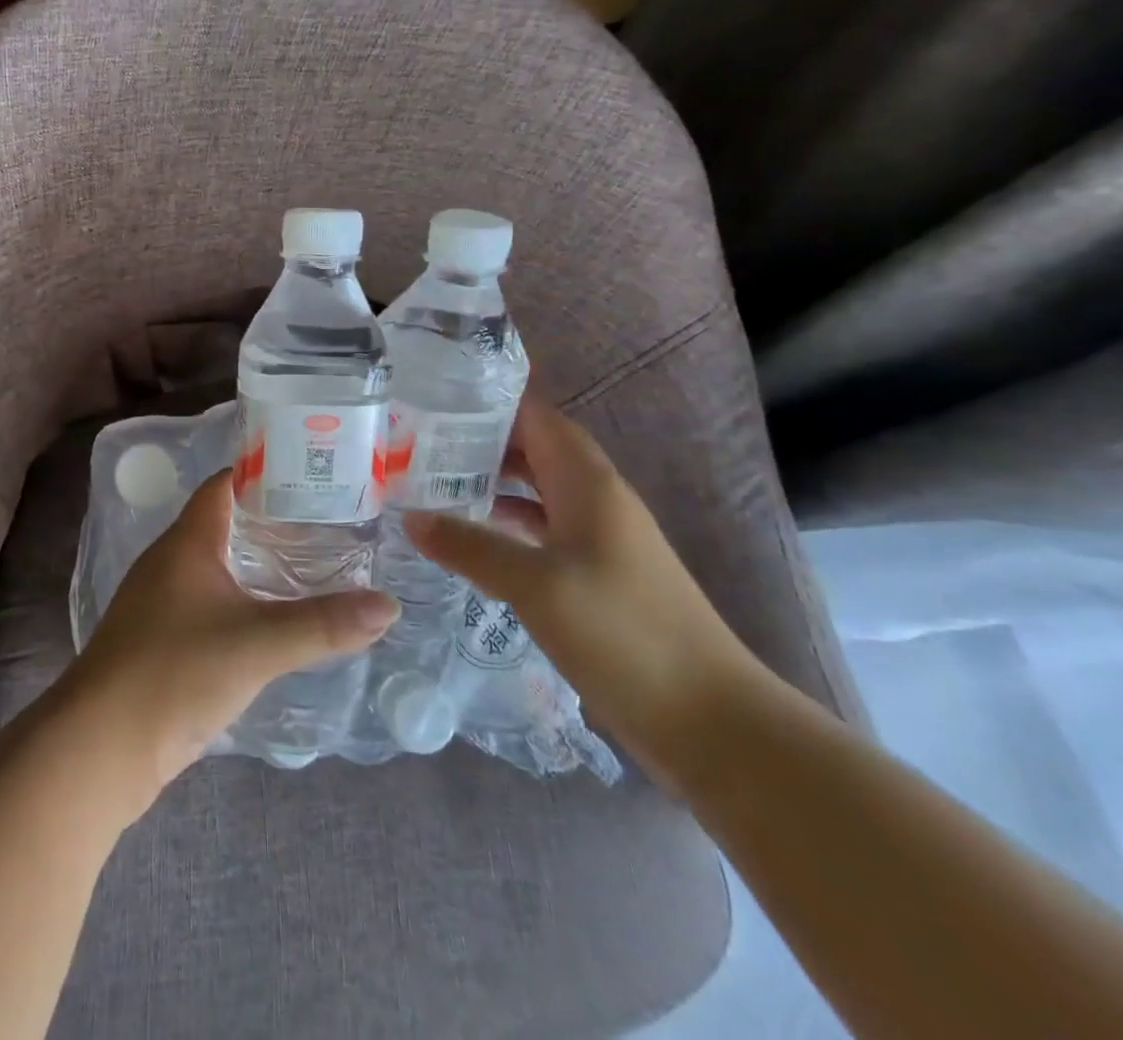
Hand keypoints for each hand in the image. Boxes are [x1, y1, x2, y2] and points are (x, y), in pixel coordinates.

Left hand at [66, 471, 398, 802]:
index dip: (266, 473)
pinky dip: (243, 601)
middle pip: (225, 522)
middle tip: (331, 524)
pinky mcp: (161, 639)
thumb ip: (323, 624)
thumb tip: (388, 605)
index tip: (316, 476)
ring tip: (314, 567)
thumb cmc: (174, 673)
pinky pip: (209, 603)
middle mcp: (170, 561)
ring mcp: (161, 601)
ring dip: (258, 563)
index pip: (225, 484)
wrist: (101, 748)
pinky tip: (274, 620)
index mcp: (186, 541)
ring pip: (218, 566)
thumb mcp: (257, 645)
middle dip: (274, 521)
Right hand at [404, 395, 759, 787]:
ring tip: (431, 485)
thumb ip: (471, 547)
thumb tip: (410, 518)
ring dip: (490, 484)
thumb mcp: (536, 586)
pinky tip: (471, 540)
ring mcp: (600, 539)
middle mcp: (596, 500)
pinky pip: (542, 530)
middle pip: (534, 450)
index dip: (488, 403)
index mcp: (589, 484)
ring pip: (537, 491)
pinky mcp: (598, 576)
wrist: (711, 721)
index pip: (536, 418)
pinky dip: (506, 524)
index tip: (432, 401)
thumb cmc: (624, 634)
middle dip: (479, 442)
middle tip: (418, 445)